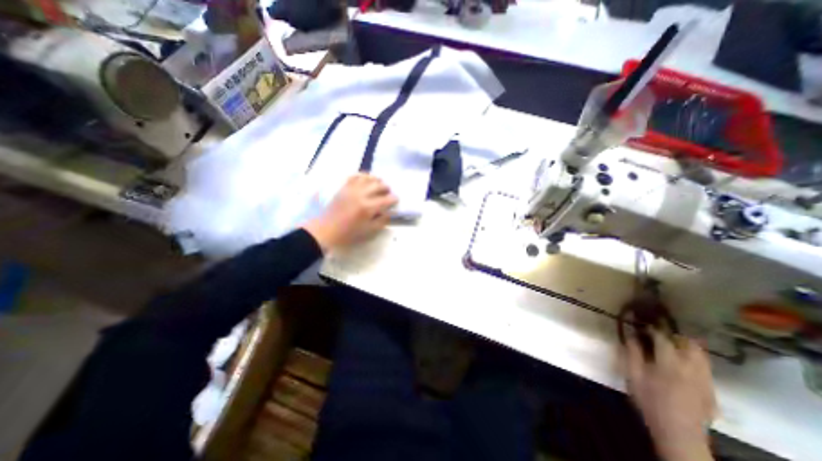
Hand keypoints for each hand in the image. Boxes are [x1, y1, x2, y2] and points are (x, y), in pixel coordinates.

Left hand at [306, 172, 400, 252]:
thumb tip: (388, 213)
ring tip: (379, 183)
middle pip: (378, 186)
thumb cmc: (349, 233)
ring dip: (376, 180)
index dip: (394, 199)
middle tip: (388, 192)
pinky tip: (366, 178)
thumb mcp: (369, 231)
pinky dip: (362, 175)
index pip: (386, 199)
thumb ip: (381, 221)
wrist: (327, 230)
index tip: (396, 200)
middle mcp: (361, 195)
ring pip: (367, 178)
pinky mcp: (343, 188)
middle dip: (386, 188)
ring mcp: (351, 189)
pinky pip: (354, 176)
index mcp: (368, 207)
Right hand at [627, 330, 717, 460]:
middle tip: (660, 335)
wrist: (678, 434)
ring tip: (673, 346)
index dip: (652, 329)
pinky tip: (683, 365)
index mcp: (669, 363)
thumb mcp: (633, 376)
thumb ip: (632, 353)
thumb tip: (631, 336)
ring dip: (687, 346)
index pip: (663, 338)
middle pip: (689, 344)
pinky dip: (695, 360)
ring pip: (702, 355)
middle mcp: (691, 368)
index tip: (643, 325)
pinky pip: (706, 368)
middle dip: (674, 336)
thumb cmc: (649, 401)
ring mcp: (706, 380)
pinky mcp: (712, 390)